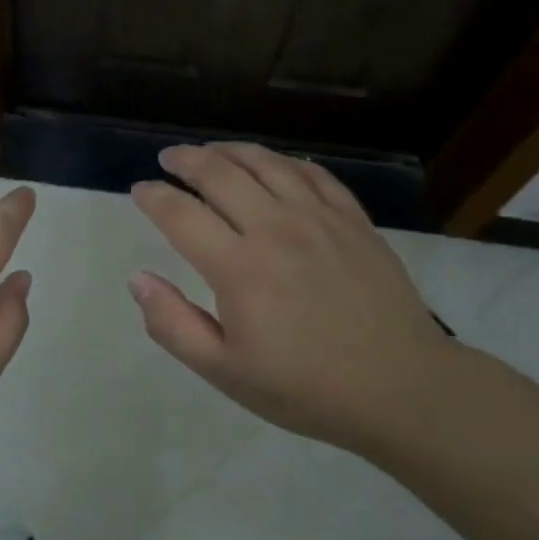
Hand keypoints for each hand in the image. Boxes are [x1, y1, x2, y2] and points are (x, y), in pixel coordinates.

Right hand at [129, 142, 451, 455]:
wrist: (401, 389)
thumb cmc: (305, 387)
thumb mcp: (225, 372)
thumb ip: (173, 324)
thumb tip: (137, 279)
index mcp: (238, 267)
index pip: (180, 214)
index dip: (153, 197)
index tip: (139, 190)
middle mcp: (274, 228)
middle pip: (219, 174)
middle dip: (185, 160)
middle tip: (168, 159)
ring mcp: (319, 218)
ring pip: (265, 163)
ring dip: (230, 150)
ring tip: (211, 151)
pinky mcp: (353, 220)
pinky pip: (313, 174)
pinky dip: (284, 162)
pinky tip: (273, 165)